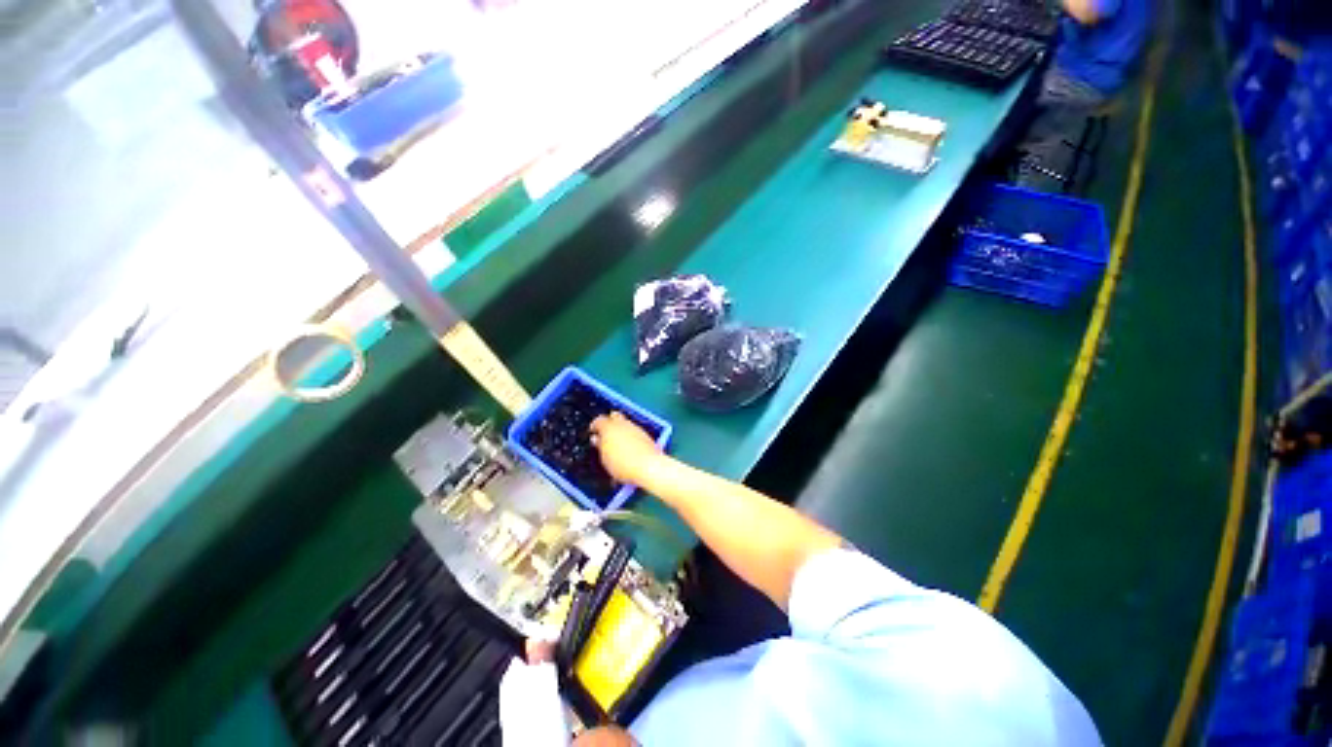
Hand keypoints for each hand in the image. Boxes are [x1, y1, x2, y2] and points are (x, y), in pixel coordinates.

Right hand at [590, 412, 664, 486]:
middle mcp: (623, 424)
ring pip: (626, 423)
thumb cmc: (623, 464)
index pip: (598, 420)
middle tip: (605, 433)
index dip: (595, 426)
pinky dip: (629, 435)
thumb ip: (599, 446)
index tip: (593, 432)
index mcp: (609, 427)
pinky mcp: (645, 435)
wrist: (648, 467)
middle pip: (614, 416)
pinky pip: (634, 431)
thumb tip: (596, 439)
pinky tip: (628, 447)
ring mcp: (636, 428)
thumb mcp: (605, 458)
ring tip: (617, 443)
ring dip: (620, 429)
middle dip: (609, 422)